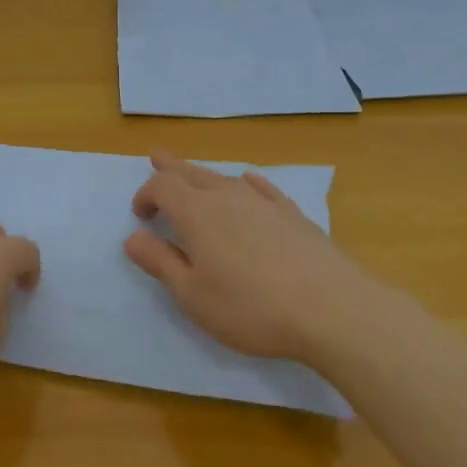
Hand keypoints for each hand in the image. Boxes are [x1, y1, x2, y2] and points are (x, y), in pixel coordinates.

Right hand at [123, 150, 371, 363]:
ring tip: (194, 173)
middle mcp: (228, 197)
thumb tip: (133, 238)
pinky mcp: (293, 214)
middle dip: (171, 168)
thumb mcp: (192, 295)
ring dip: (203, 175)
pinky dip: (246, 183)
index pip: (162, 187)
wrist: (332, 310)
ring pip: (225, 178)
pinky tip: (248, 182)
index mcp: (197, 213)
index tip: (140, 215)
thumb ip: (160, 263)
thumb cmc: (251, 307)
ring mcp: (264, 202)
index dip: (146, 194)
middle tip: (156, 156)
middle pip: (192, 173)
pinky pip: (262, 187)